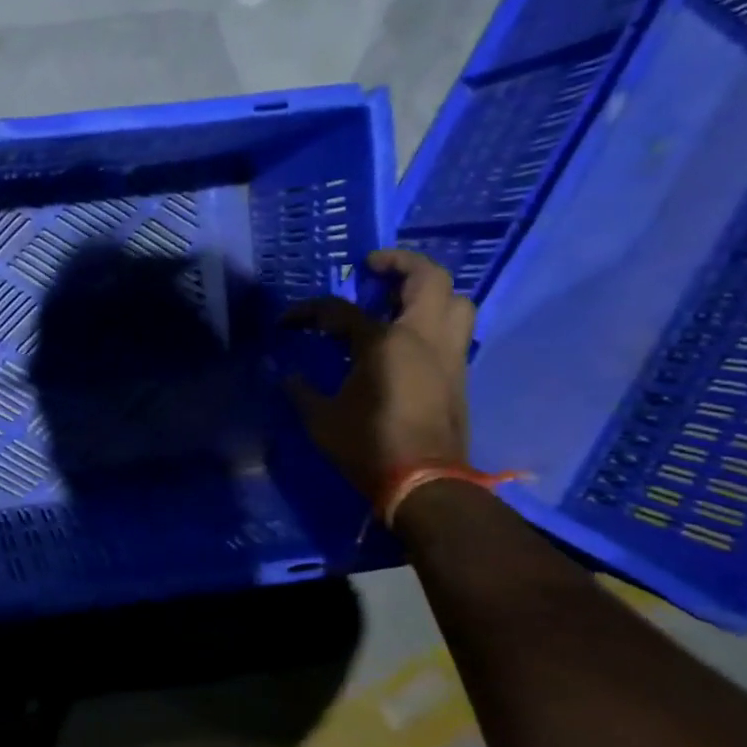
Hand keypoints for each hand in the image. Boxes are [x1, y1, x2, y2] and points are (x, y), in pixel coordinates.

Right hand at [282, 249, 474, 505]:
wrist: (424, 483)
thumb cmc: (368, 446)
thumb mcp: (321, 419)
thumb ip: (303, 391)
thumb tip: (289, 376)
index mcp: (383, 342)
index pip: (340, 311)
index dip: (308, 312)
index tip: (287, 321)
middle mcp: (422, 337)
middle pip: (427, 278)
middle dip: (400, 263)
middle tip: (373, 268)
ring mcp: (448, 354)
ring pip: (455, 301)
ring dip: (430, 291)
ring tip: (400, 299)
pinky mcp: (458, 374)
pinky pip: (454, 330)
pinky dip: (435, 320)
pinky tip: (408, 337)